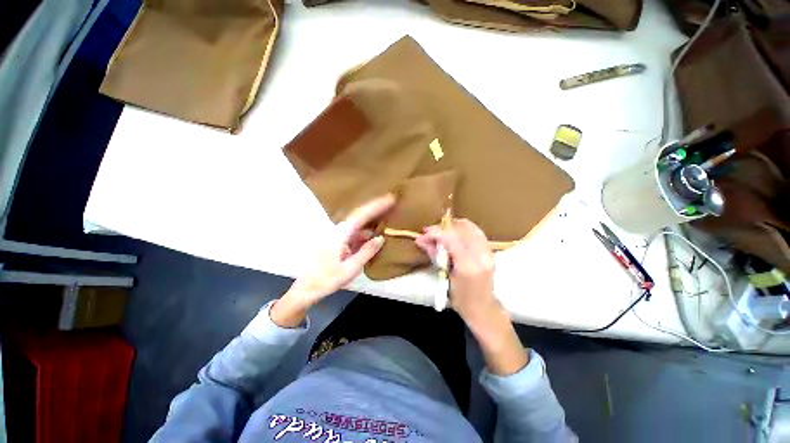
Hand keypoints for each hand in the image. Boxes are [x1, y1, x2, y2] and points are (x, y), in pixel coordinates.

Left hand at [271, 194, 394, 326]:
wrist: (306, 288)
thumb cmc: (327, 279)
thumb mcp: (350, 268)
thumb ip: (366, 252)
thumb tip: (381, 238)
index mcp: (341, 234)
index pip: (362, 214)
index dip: (377, 205)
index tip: (391, 197)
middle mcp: (339, 230)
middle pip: (360, 215)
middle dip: (376, 208)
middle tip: (392, 203)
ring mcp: (338, 235)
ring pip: (358, 224)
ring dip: (372, 220)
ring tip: (387, 217)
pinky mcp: (338, 242)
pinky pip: (355, 233)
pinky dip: (366, 232)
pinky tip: (374, 235)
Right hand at [416, 218, 528, 374]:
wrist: (483, 308)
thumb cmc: (460, 298)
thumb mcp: (444, 277)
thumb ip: (433, 254)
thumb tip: (420, 239)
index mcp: (467, 266)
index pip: (451, 238)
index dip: (436, 232)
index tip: (425, 233)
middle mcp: (481, 255)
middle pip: (461, 229)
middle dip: (443, 227)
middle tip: (431, 232)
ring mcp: (488, 252)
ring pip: (470, 227)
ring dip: (453, 226)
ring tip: (441, 232)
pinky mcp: (490, 251)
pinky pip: (476, 232)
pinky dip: (463, 229)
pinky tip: (454, 234)